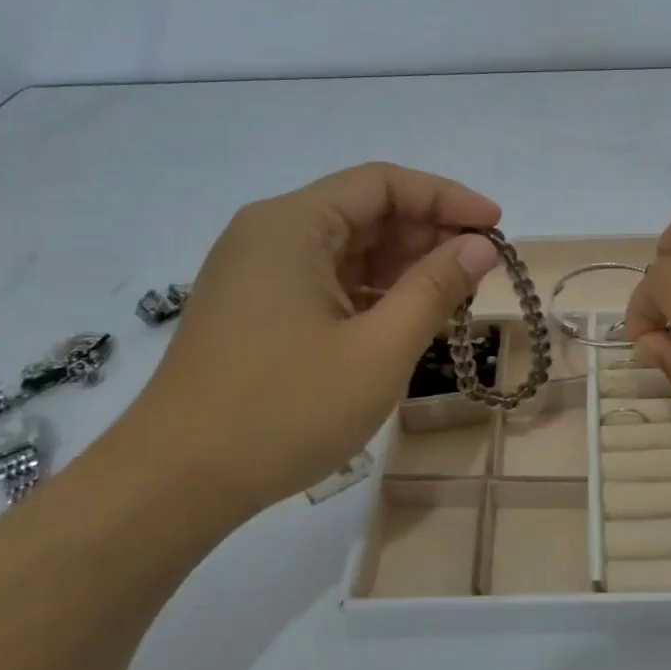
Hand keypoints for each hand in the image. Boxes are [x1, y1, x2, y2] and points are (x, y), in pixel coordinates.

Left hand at [106, 163, 502, 520]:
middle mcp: (270, 235)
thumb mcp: (378, 350)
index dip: (447, 198)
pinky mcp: (256, 310)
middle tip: (482, 268)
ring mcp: (258, 274)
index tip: (496, 227)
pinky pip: (327, 283)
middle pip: (365, 212)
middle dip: (428, 234)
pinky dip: (373, 294)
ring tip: (454, 297)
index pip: (383, 184)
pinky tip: (406, 321)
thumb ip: (435, 288)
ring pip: (348, 250)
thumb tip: (481, 245)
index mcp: (292, 225)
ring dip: (404, 267)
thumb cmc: (283, 410)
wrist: (173, 485)